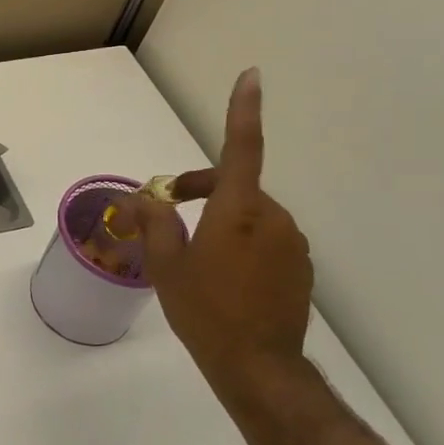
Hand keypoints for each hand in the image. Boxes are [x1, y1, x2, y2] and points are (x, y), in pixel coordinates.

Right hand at [115, 68, 312, 384]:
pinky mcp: (300, 267)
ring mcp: (292, 244)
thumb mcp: (166, 267)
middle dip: (200, 191)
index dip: (244, 111)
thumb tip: (144, 197)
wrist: (258, 368)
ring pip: (249, 214)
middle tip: (165, 214)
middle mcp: (272, 218)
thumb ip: (155, 223)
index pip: (241, 149)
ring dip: (221, 220)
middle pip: (235, 186)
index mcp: (238, 212)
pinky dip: (241, 243)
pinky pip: (265, 239)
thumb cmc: (205, 312)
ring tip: (192, 255)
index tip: (252, 76)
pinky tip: (223, 276)